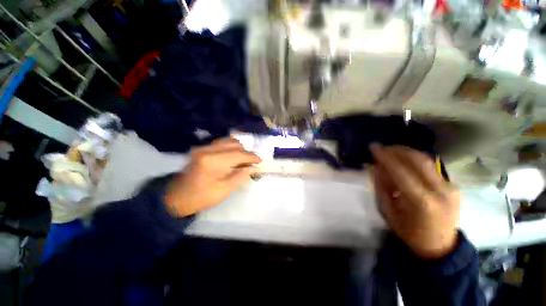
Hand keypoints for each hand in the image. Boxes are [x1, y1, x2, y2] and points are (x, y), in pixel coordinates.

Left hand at [164, 138, 260, 216]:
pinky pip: (221, 143)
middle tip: (251, 163)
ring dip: (239, 149)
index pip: (238, 154)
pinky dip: (231, 148)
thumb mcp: (223, 191)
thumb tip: (252, 167)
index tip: (260, 161)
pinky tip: (233, 157)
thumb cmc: (200, 198)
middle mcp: (207, 149)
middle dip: (246, 152)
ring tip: (243, 160)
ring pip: (228, 141)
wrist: (175, 197)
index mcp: (212, 162)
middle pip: (234, 144)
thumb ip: (240, 177)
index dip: (251, 157)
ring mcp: (203, 147)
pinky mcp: (201, 148)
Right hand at [370, 144, 459, 259]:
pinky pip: (432, 167)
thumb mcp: (387, 211)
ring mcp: (451, 188)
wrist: (439, 247)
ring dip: (407, 152)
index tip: (373, 147)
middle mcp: (440, 191)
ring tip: (392, 150)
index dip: (385, 156)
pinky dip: (416, 160)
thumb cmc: (409, 232)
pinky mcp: (454, 186)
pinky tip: (405, 161)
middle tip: (382, 147)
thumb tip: (375, 167)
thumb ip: (381, 187)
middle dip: (397, 150)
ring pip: (427, 160)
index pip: (401, 171)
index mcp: (421, 202)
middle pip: (418, 160)